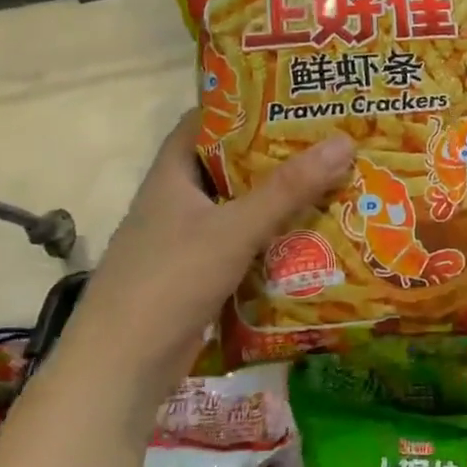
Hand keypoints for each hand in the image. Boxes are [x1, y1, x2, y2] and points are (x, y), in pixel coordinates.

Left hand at [74, 112, 353, 372]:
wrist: (121, 368)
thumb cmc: (170, 280)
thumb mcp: (234, 228)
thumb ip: (288, 189)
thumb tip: (344, 141)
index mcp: (172, 175)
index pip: (205, 122)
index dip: (244, 105)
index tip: (292, 99)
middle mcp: (177, 201)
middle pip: (231, 165)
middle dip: (276, 155)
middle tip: (329, 142)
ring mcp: (186, 241)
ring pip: (240, 208)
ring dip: (279, 200)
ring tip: (332, 184)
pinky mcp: (198, 275)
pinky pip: (243, 245)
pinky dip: (272, 239)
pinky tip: (311, 239)